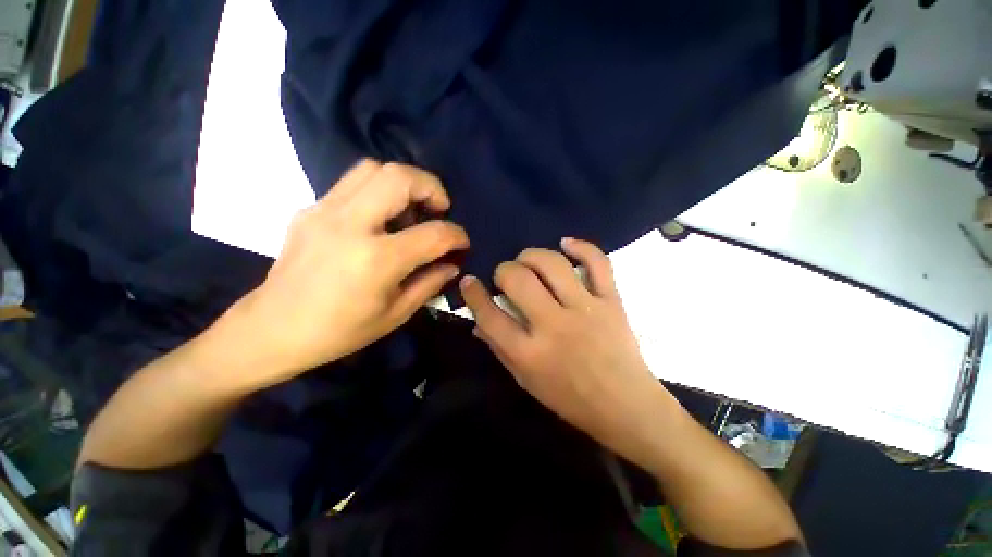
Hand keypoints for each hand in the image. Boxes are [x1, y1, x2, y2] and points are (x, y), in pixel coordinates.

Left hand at [221, 160, 468, 386]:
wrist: (272, 329)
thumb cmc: (339, 331)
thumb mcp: (395, 314)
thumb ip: (429, 283)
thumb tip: (451, 264)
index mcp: (377, 259)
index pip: (433, 234)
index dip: (457, 235)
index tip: (462, 242)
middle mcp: (351, 225)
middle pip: (400, 177)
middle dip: (431, 187)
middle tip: (440, 208)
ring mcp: (325, 211)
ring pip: (373, 169)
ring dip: (403, 183)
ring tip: (411, 210)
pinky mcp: (310, 209)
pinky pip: (353, 183)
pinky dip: (378, 191)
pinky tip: (381, 218)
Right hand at [460, 238, 674, 468]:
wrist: (626, 406)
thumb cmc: (570, 399)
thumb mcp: (526, 381)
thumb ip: (500, 349)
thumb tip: (478, 323)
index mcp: (530, 354)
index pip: (490, 316)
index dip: (474, 295)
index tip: (469, 281)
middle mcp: (554, 327)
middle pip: (518, 280)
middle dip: (504, 270)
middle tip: (506, 276)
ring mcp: (585, 310)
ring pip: (553, 265)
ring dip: (532, 255)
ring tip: (527, 261)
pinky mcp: (611, 301)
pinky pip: (598, 263)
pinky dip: (581, 247)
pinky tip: (566, 243)